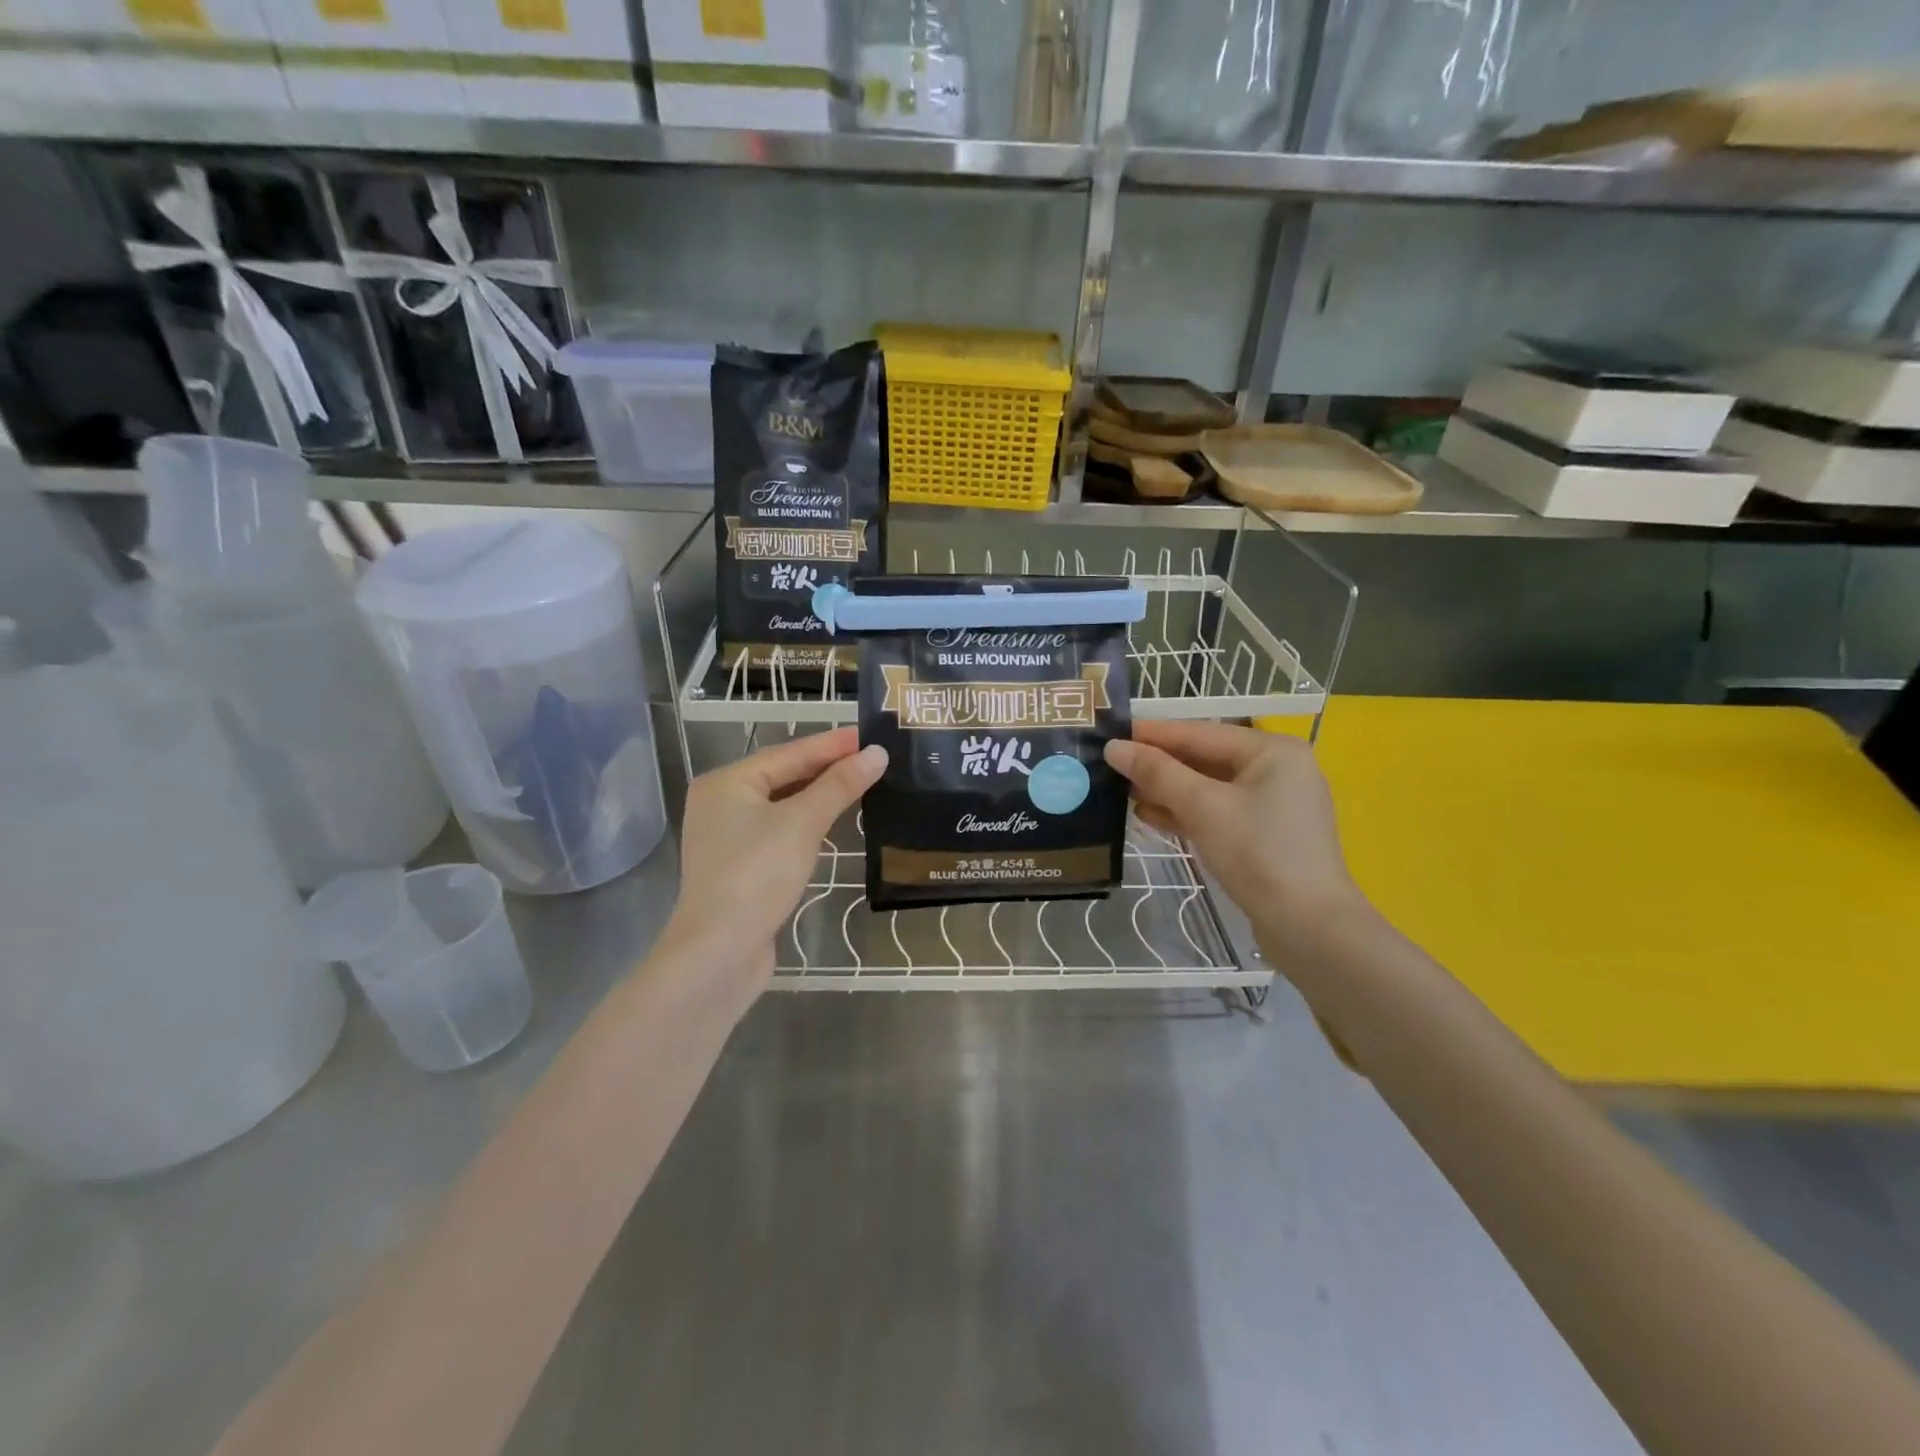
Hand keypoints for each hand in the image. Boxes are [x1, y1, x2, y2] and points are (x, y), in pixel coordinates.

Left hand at [663, 727, 886, 995]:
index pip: (788, 753)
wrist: (719, 952)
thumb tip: (877, 754)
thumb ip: (839, 786)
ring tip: (860, 783)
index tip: (869, 735)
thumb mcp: (803, 823)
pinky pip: (780, 831)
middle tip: (871, 758)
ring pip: (782, 805)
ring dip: (819, 795)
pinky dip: (808, 823)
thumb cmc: (757, 874)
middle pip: (783, 776)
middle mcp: (721, 804)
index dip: (831, 744)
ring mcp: (728, 837)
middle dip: (827, 768)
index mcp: (726, 783)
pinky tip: (833, 822)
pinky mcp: (741, 867)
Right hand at [1105, 721, 1370, 965]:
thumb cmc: (1259, 854)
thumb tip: (1114, 747)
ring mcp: (1272, 804)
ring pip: (1207, 787)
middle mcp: (1276, 769)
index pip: (1200, 732)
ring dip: (1166, 790)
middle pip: (1204, 758)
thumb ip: (1157, 773)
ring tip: (1121, 792)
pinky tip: (1149, 816)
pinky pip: (1216, 811)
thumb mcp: (1203, 807)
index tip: (1111, 733)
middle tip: (1111, 765)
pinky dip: (1185, 812)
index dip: (1152, 733)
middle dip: (1158, 765)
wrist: (1309, 928)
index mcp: (1272, 750)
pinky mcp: (1263, 835)